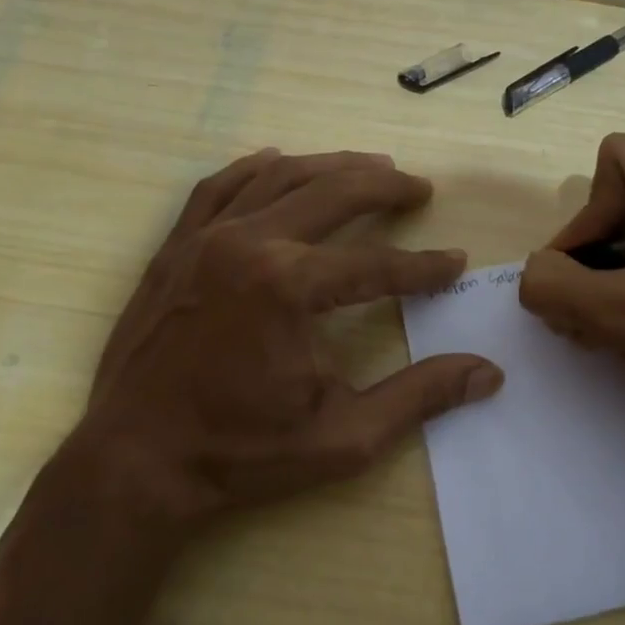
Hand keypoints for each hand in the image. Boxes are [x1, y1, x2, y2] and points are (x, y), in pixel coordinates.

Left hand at [66, 148, 502, 530]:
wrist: (135, 462)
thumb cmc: (242, 454)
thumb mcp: (344, 436)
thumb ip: (419, 396)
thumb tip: (488, 372)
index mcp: (290, 287)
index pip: (377, 264)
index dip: (423, 266)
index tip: (455, 263)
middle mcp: (249, 244)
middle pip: (332, 193)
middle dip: (385, 187)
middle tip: (419, 187)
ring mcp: (205, 239)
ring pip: (279, 176)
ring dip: (331, 167)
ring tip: (369, 166)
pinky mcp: (175, 247)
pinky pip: (219, 186)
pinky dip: (255, 168)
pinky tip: (278, 161)